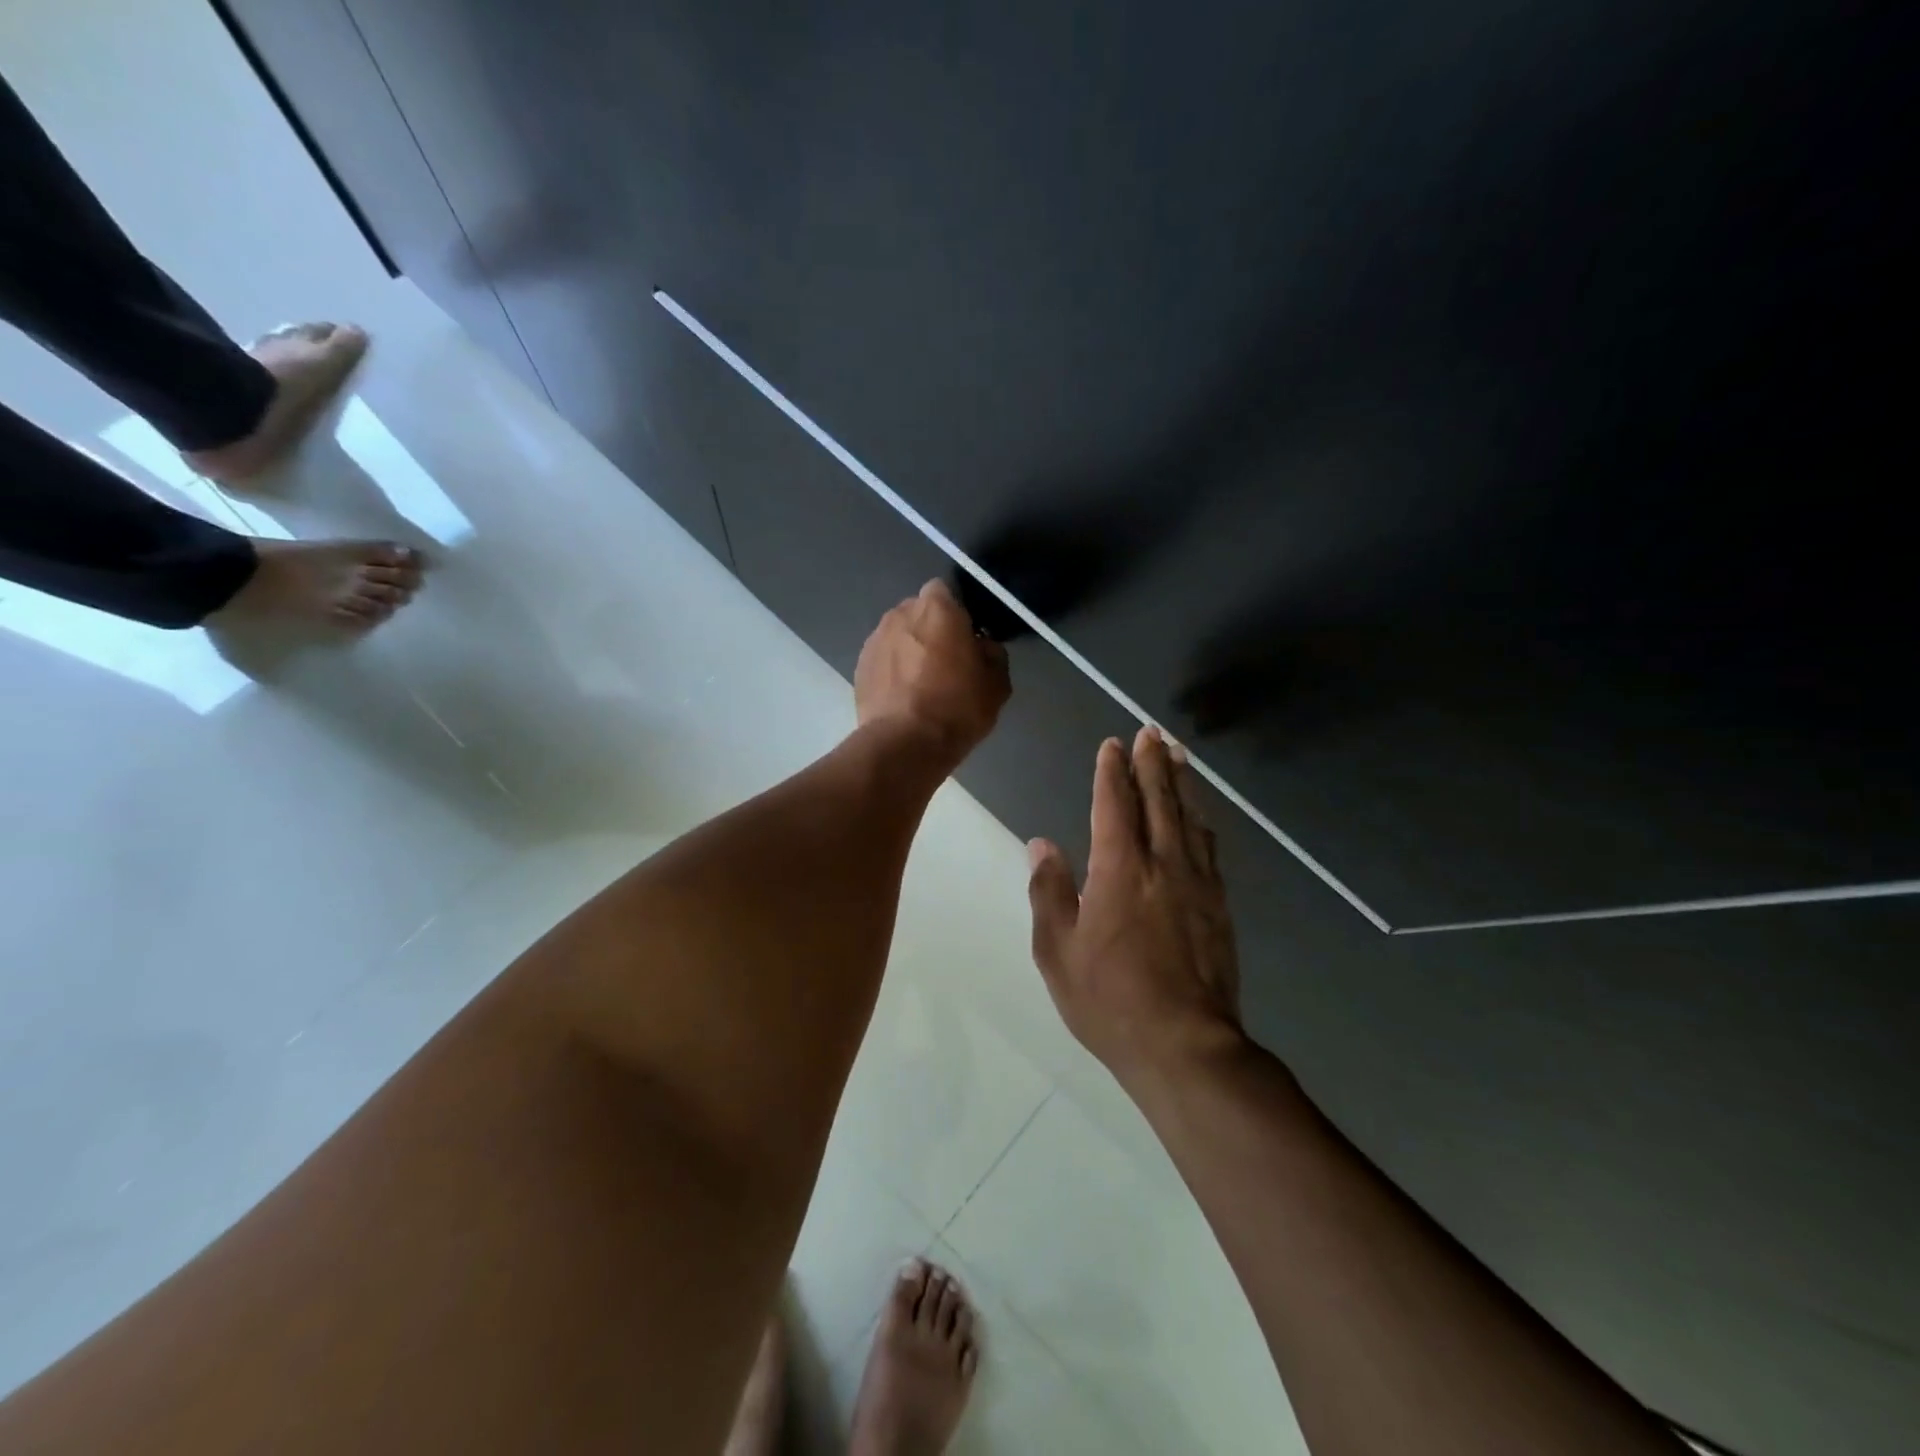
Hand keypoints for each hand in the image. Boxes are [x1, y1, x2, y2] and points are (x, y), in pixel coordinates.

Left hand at [855, 580, 1009, 762]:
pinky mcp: (859, 666)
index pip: (946, 590)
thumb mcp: (996, 684)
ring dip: (909, 649)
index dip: (957, 612)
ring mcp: (875, 639)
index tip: (966, 637)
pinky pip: (883, 658)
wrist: (904, 743)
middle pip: (919, 611)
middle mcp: (901, 613)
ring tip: (922, 683)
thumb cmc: (957, 707)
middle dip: (931, 629)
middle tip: (946, 661)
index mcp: (937, 608)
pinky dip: (892, 670)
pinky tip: (904, 697)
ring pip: (899, 635)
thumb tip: (983, 646)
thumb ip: (993, 654)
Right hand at [1027, 726, 1244, 1089]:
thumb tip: (1041, 845)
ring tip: (1179, 755)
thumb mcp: (1058, 951)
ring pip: (1190, 818)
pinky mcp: (1219, 906)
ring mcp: (1197, 884)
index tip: (1113, 744)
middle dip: (1153, 762)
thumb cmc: (1110, 1000)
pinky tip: (1201, 816)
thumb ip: (1049, 892)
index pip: (1114, 804)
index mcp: (1119, 869)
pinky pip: (1209, 848)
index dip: (1112, 771)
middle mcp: (1162, 864)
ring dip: (1182, 782)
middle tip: (1151, 732)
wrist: (1186, 1046)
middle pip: (1159, 799)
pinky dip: (1202, 821)